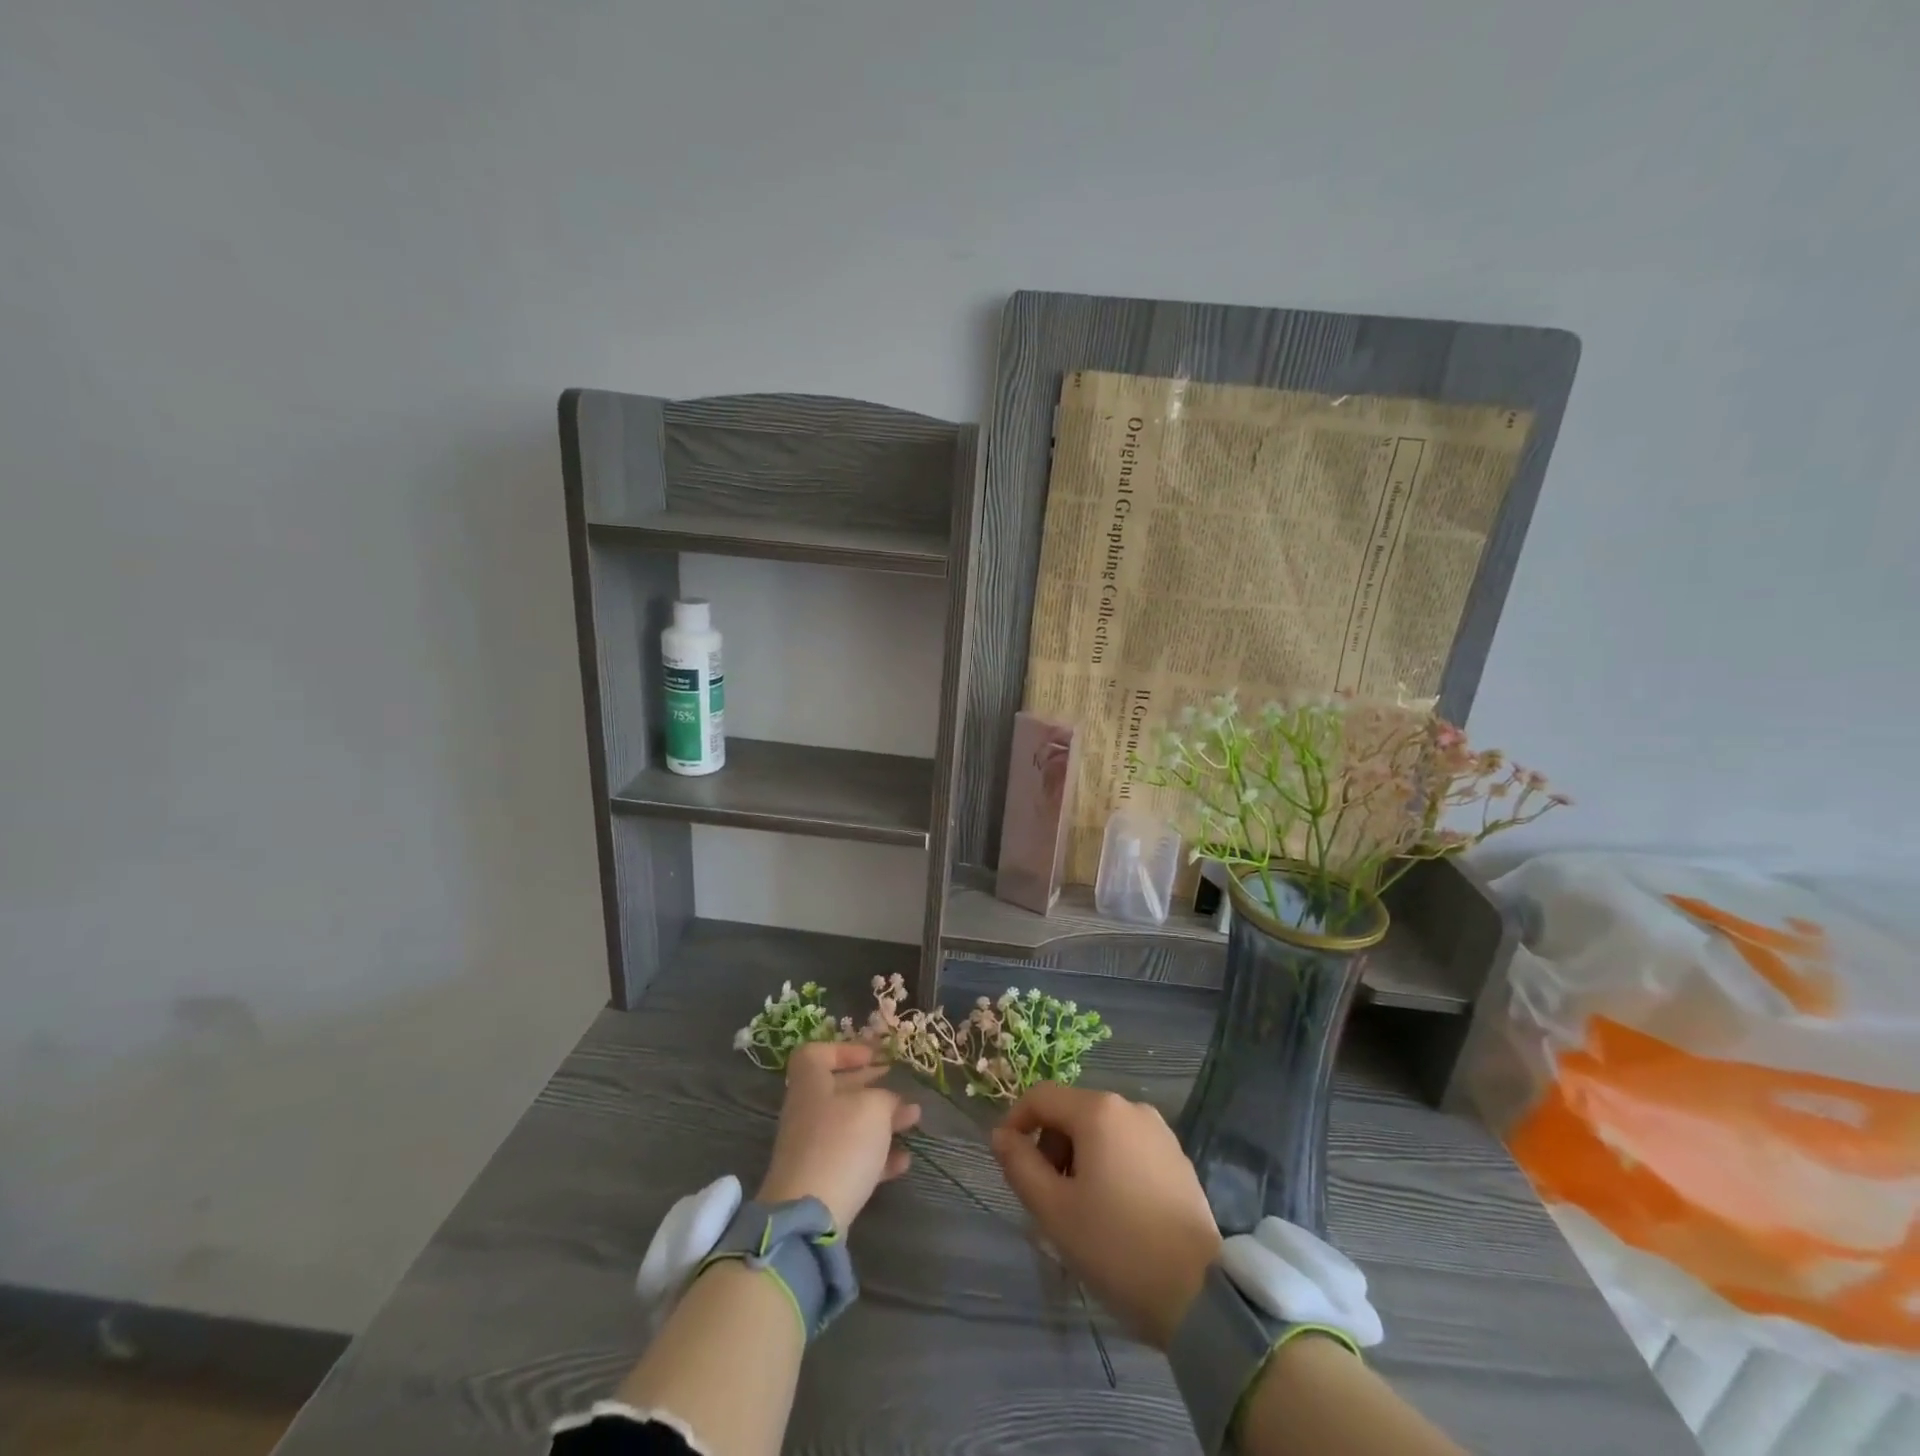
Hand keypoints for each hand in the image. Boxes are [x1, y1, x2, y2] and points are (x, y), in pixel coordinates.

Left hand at [757, 1041, 921, 1229]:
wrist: (810, 1216)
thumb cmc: (841, 1143)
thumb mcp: (873, 1108)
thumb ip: (886, 1098)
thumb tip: (891, 1103)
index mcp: (811, 1084)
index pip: (817, 1054)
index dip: (844, 1051)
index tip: (872, 1057)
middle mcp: (808, 1111)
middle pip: (839, 1089)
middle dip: (873, 1087)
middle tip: (902, 1087)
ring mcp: (814, 1148)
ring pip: (850, 1125)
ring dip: (882, 1121)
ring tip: (914, 1120)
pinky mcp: (823, 1180)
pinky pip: (853, 1159)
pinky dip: (878, 1157)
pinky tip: (904, 1161)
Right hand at [992, 1083, 1220, 1348]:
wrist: (1199, 1294)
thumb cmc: (1116, 1246)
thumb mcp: (1054, 1210)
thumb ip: (1020, 1165)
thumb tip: (1000, 1135)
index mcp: (1098, 1111)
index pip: (1041, 1096)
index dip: (1015, 1121)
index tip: (1006, 1160)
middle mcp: (1130, 1107)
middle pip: (1072, 1111)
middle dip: (1049, 1145)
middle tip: (1045, 1195)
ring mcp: (1159, 1131)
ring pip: (1100, 1130)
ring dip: (1078, 1157)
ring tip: (1079, 1208)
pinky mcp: (1177, 1157)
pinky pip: (1127, 1146)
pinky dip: (1108, 1165)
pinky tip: (1114, 1211)